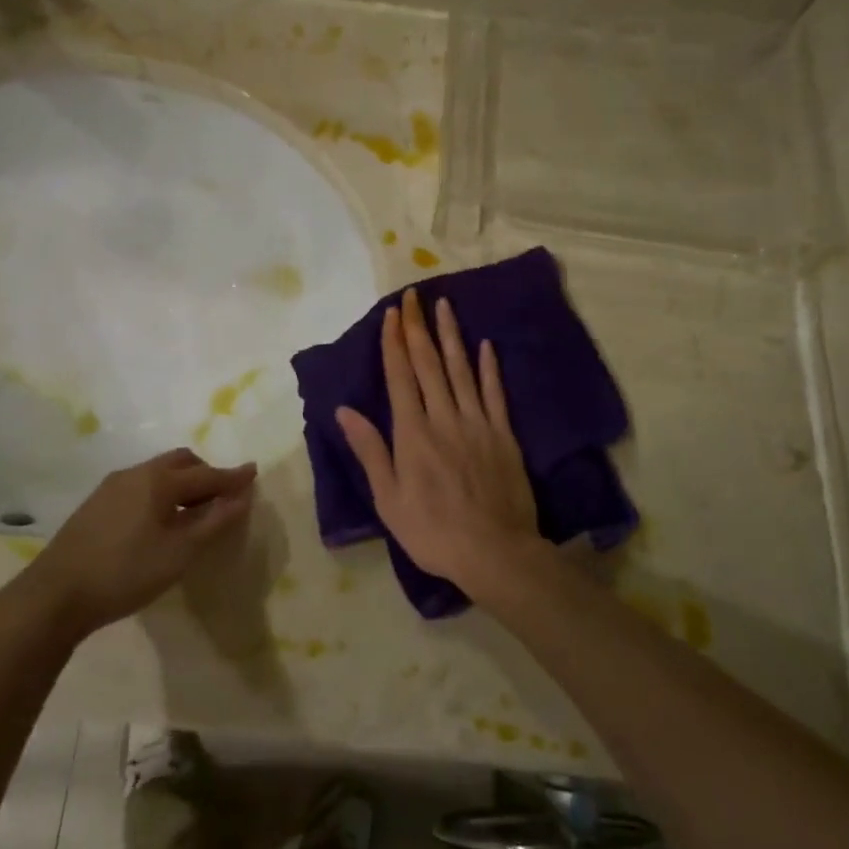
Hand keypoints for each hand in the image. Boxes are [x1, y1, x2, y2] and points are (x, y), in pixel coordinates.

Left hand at [17, 450, 256, 640]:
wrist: (55, 594)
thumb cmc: (126, 573)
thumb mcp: (179, 553)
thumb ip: (214, 522)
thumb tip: (242, 496)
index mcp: (159, 481)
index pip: (206, 474)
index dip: (233, 476)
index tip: (254, 472)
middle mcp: (136, 473)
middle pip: (180, 462)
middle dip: (206, 473)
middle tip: (222, 497)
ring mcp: (112, 486)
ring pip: (157, 472)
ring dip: (182, 482)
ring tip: (193, 510)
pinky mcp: (96, 503)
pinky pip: (140, 484)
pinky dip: (161, 492)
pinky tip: (160, 520)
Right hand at [335, 287, 540, 594]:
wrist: (494, 552)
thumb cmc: (431, 531)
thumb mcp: (388, 499)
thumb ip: (370, 451)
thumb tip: (344, 410)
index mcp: (413, 433)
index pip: (400, 377)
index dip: (394, 343)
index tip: (392, 313)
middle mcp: (444, 418)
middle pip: (429, 364)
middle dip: (418, 328)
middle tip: (415, 296)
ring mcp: (477, 423)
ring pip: (462, 370)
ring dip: (452, 336)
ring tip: (445, 306)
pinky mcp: (504, 435)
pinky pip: (494, 393)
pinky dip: (488, 368)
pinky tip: (486, 345)